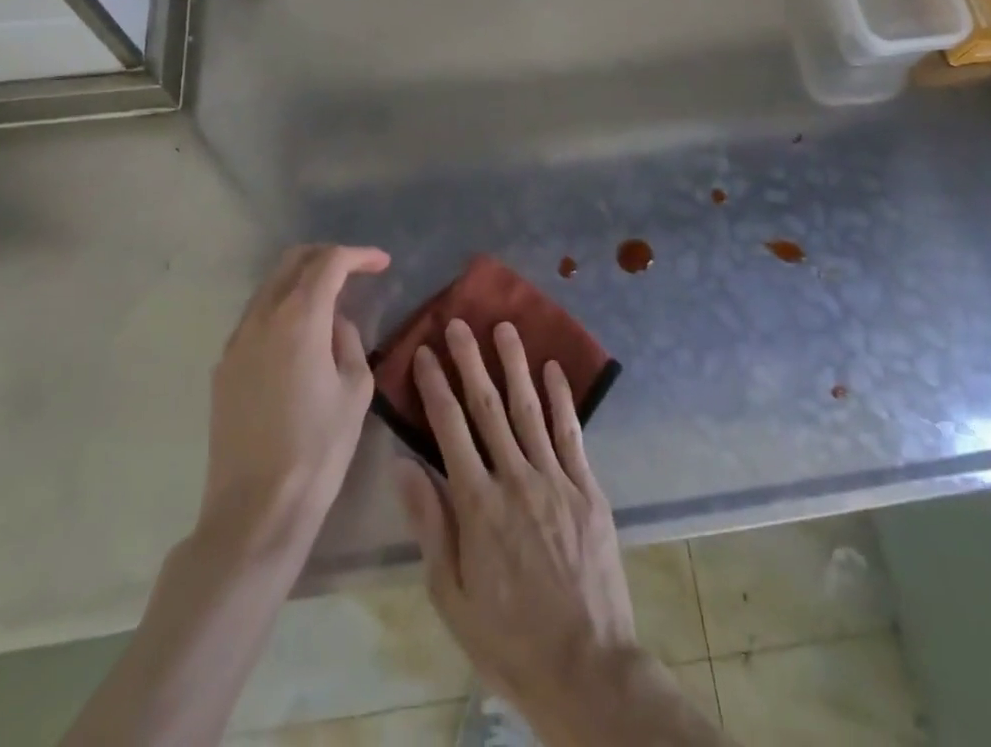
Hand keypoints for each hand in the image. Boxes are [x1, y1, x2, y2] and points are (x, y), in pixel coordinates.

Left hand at [201, 244, 389, 545]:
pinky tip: (299, 336)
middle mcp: (262, 319)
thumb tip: (335, 326)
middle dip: (326, 257)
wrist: (255, 509)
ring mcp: (236, 342)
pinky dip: (280, 308)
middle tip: (355, 270)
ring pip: (269, 287)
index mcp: (300, 319)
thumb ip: (349, 343)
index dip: (359, 256)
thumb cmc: (318, 449)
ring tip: (329, 301)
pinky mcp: (223, 368)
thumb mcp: (355, 390)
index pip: (330, 263)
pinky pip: (254, 318)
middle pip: (292, 262)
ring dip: (301, 281)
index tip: (382, 263)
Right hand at [393, 319, 638, 712]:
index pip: (450, 430)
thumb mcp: (451, 596)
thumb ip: (430, 525)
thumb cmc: (508, 639)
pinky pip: (571, 433)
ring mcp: (555, 479)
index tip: (426, 352)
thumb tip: (403, 466)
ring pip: (529, 409)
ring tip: (504, 327)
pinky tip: (553, 368)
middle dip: (471, 361)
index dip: (436, 387)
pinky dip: (561, 398)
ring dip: (515, 365)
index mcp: (477, 506)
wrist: (585, 667)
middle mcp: (515, 479)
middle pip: (488, 408)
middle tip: (459, 323)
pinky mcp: (587, 488)